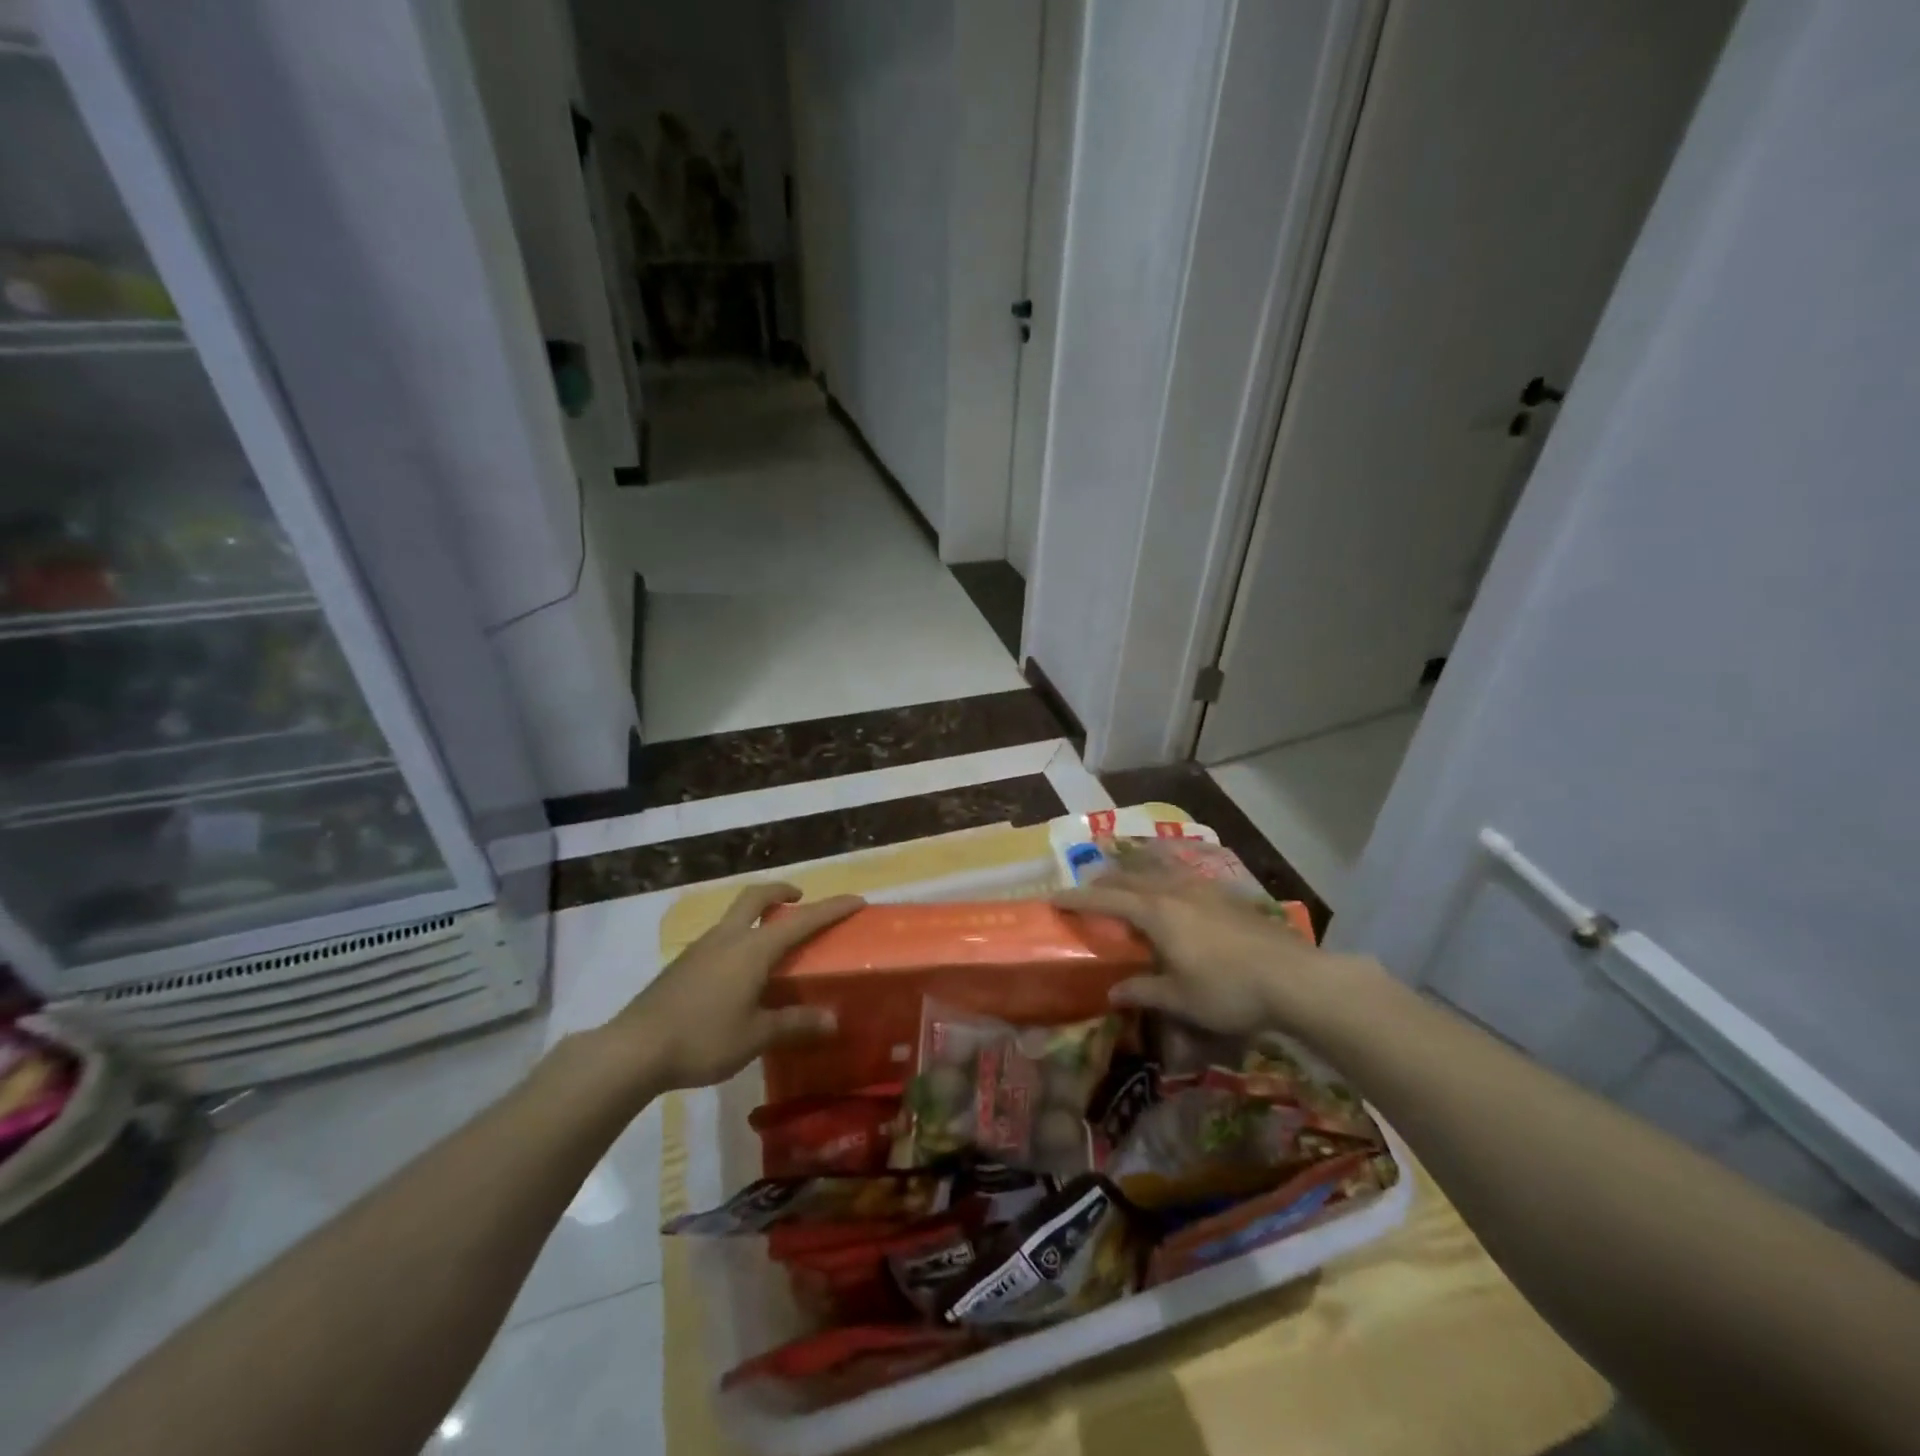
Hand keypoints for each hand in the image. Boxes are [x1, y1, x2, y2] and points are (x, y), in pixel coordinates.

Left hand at [607, 883, 863, 1091]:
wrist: (634, 1049)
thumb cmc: (703, 1038)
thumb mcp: (755, 1036)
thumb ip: (794, 1024)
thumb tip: (833, 1020)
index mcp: (752, 949)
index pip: (802, 921)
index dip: (831, 909)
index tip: (856, 900)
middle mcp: (728, 938)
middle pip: (755, 897)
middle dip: (781, 891)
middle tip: (798, 899)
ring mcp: (701, 948)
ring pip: (735, 916)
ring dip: (757, 914)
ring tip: (772, 940)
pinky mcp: (683, 964)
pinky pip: (720, 938)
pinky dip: (739, 938)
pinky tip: (739, 972)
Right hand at [1055, 872, 1369, 1036]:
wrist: (1293, 978)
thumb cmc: (1228, 990)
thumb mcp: (1180, 999)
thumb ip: (1143, 990)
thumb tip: (1112, 992)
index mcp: (1155, 912)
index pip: (1105, 898)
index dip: (1077, 898)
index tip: (1053, 898)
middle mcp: (1174, 890)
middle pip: (1129, 875)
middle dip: (1104, 880)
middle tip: (1087, 889)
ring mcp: (1203, 888)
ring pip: (1158, 869)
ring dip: (1135, 872)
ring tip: (1126, 879)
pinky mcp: (1227, 895)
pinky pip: (1183, 875)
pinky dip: (1164, 876)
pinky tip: (1174, 889)